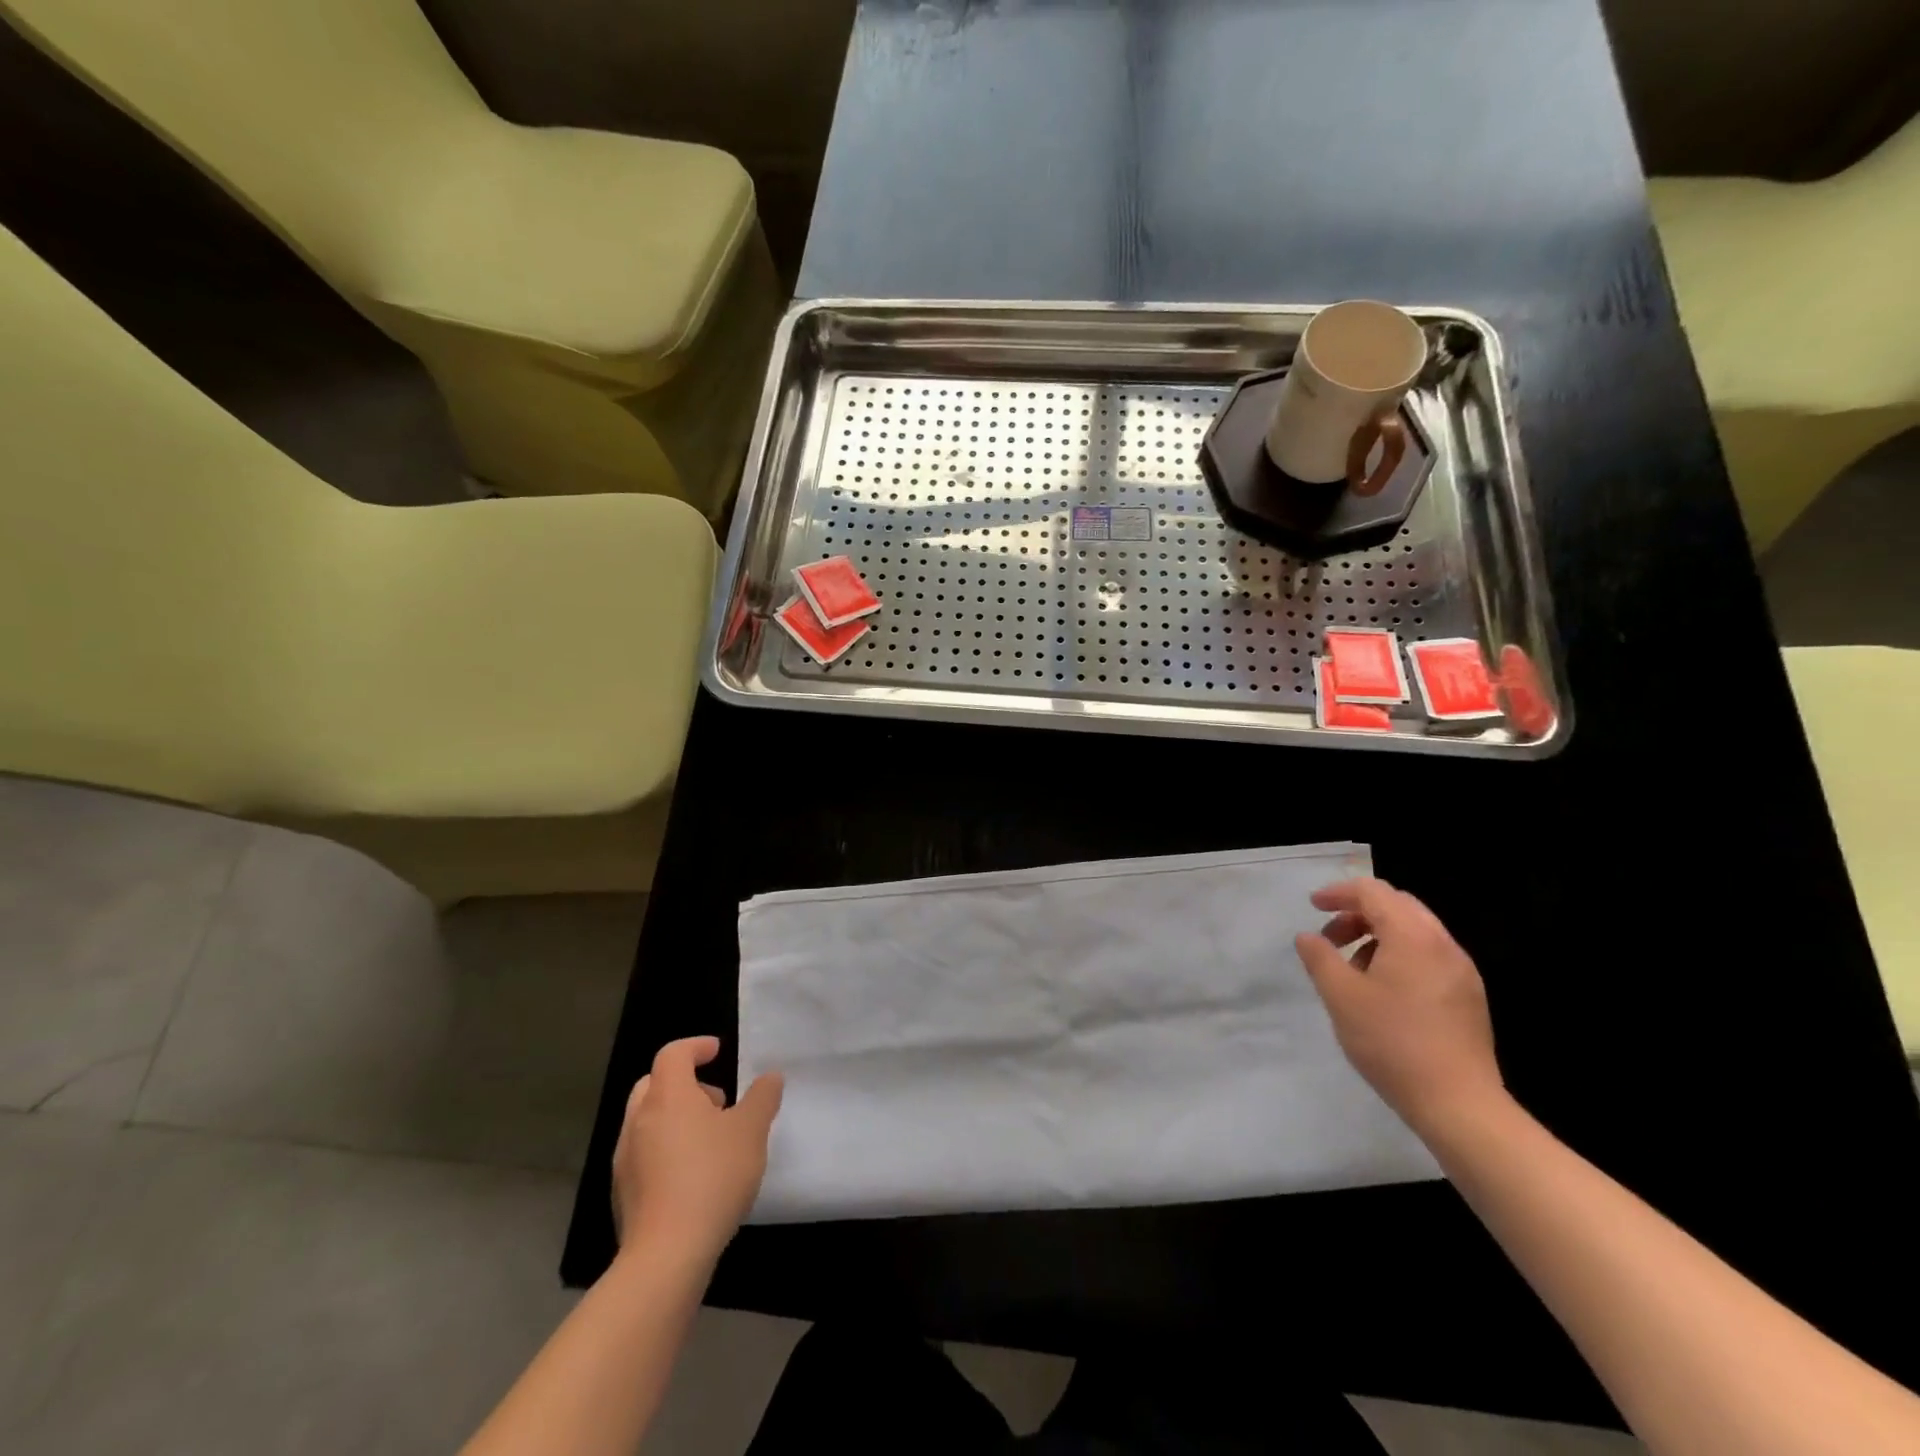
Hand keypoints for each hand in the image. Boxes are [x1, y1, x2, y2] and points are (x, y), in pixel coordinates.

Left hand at [611, 1036, 783, 1265]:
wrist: (666, 1255)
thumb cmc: (712, 1178)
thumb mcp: (751, 1131)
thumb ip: (762, 1098)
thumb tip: (770, 1077)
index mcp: (668, 1096)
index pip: (673, 1054)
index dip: (695, 1046)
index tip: (717, 1051)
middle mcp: (639, 1120)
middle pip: (654, 1084)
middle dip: (684, 1082)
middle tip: (716, 1100)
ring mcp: (625, 1159)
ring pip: (647, 1120)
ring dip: (675, 1118)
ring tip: (710, 1140)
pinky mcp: (622, 1193)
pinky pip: (643, 1154)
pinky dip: (665, 1150)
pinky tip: (692, 1176)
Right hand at [1295, 878, 1505, 1136]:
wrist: (1459, 1104)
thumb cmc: (1392, 1043)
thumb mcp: (1341, 997)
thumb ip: (1320, 958)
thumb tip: (1308, 937)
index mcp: (1412, 936)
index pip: (1373, 892)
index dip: (1339, 893)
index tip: (1313, 907)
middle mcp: (1442, 944)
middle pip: (1397, 905)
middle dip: (1358, 912)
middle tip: (1330, 938)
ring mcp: (1461, 971)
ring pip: (1415, 931)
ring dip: (1378, 935)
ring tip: (1353, 969)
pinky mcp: (1469, 996)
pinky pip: (1429, 956)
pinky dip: (1400, 955)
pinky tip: (1383, 991)